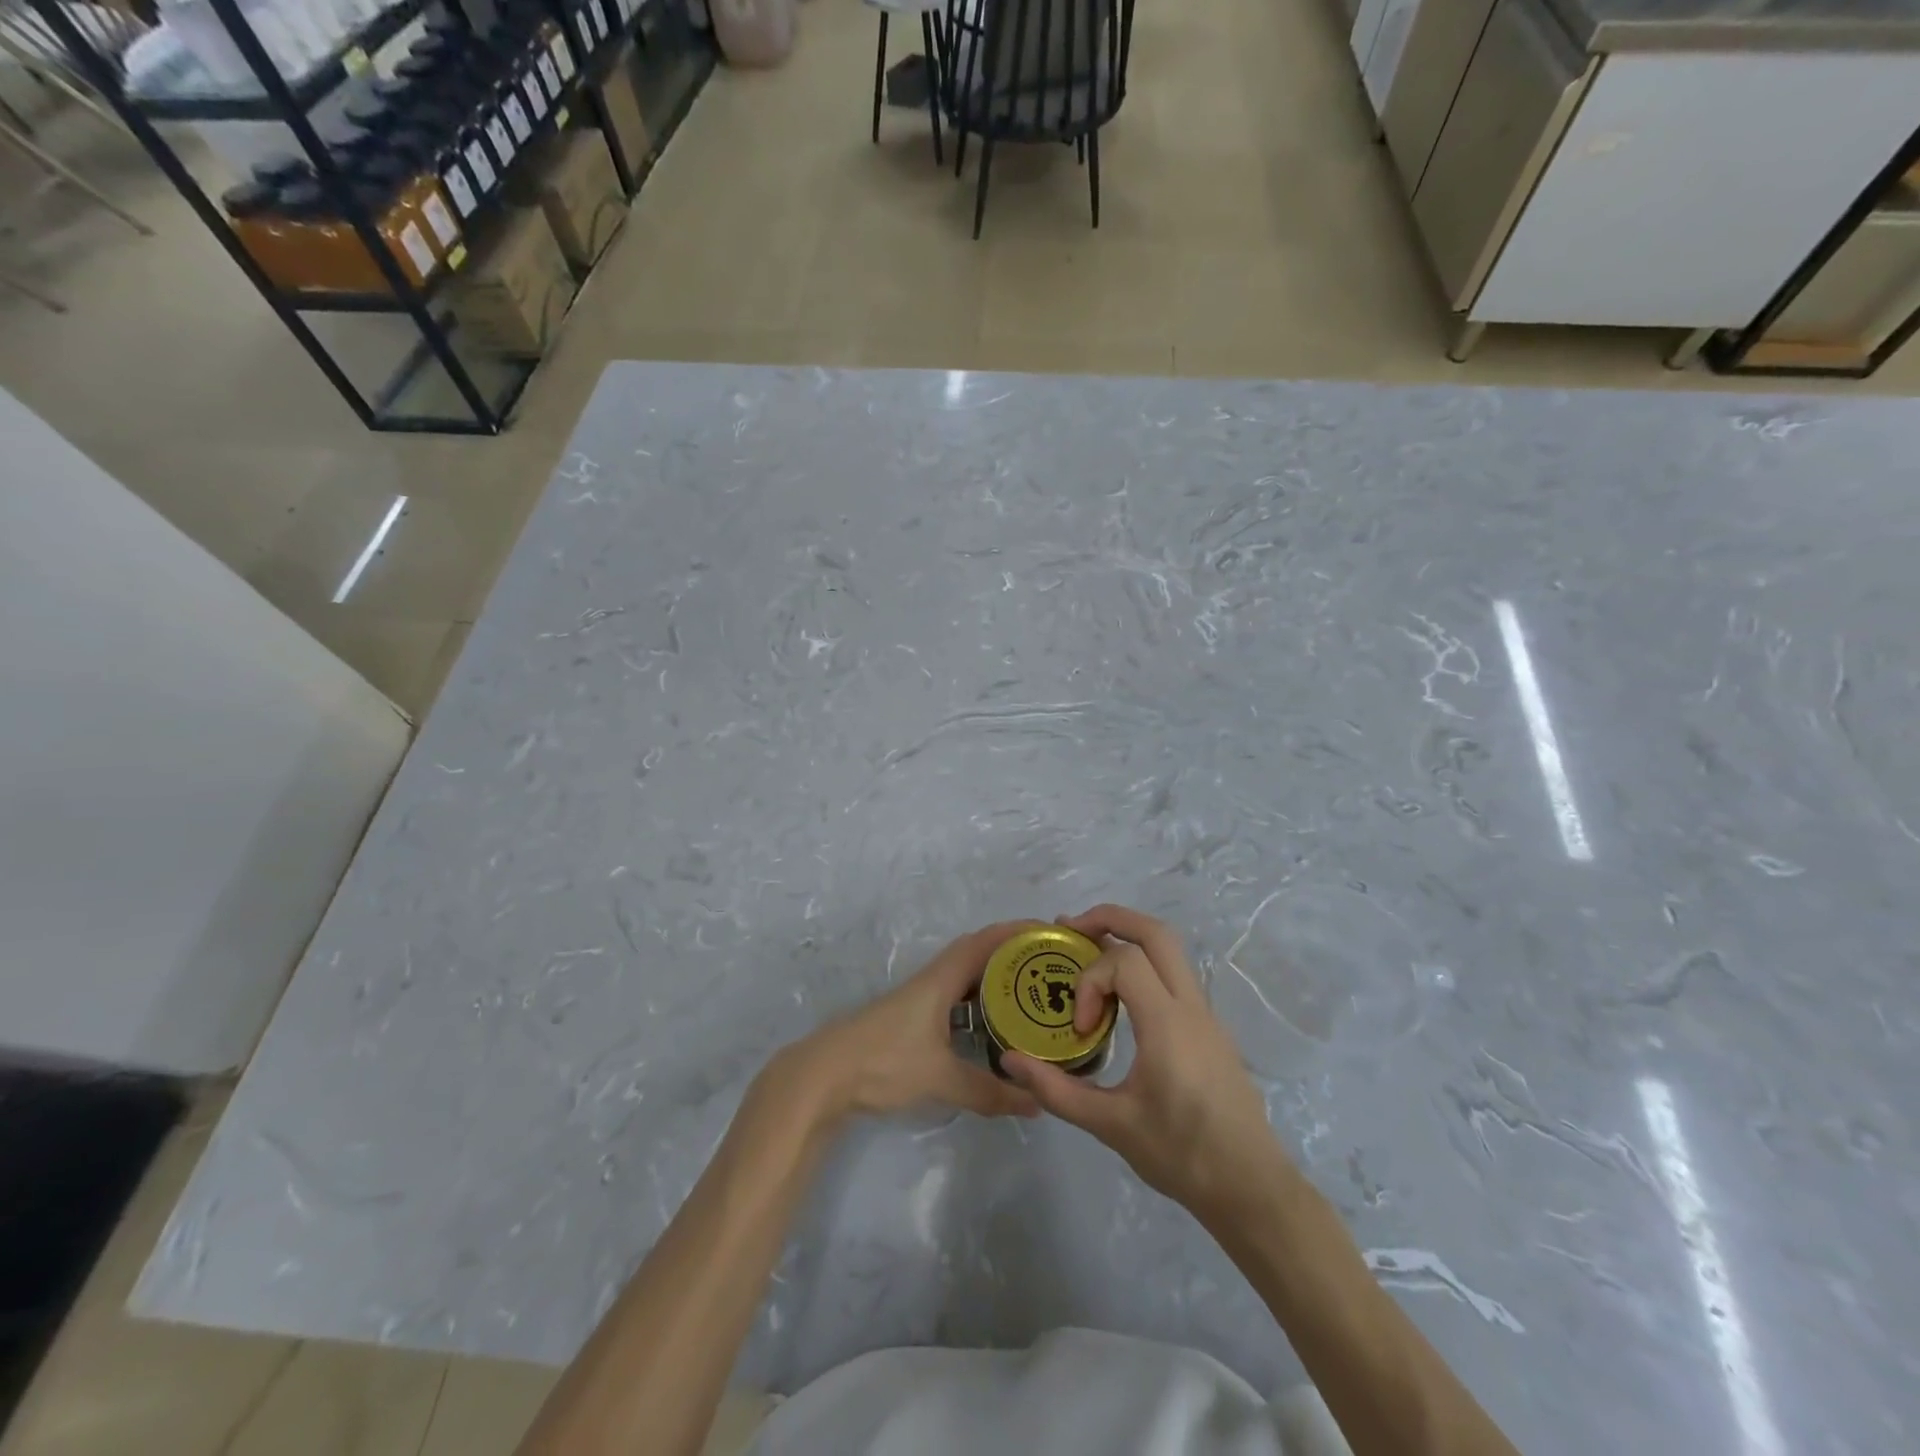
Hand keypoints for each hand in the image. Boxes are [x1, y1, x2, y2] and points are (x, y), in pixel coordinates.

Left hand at [772, 922, 1041, 1123]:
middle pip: (976, 953)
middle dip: (1011, 954)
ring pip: (963, 976)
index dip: (1016, 932)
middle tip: (1048, 965)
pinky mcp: (910, 1018)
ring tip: (1029, 992)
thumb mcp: (941, 1079)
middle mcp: (931, 980)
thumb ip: (988, 1092)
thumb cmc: (884, 1062)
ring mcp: (918, 999)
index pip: (984, 942)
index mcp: (940, 980)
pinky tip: (989, 1023)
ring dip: (993, 976)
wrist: (824, 1075)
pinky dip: (976, 1000)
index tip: (1049, 932)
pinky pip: (953, 996)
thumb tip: (1035, 1104)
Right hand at [1001, 905, 1280, 1219]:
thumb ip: (1056, 1090)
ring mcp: (1205, 1015)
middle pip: (1155, 932)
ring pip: (1170, 950)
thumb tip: (1009, 1060)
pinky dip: (1143, 967)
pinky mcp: (1210, 1029)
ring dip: (1128, 939)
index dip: (1091, 981)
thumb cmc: (1181, 1156)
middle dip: (1110, 918)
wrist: (1252, 1188)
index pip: (1124, 961)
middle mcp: (1190, 1007)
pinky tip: (1119, 1003)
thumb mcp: (1110, 1125)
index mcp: (1167, 1024)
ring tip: (1088, 955)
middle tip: (1071, 929)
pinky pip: (1174, 977)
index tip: (1082, 1028)